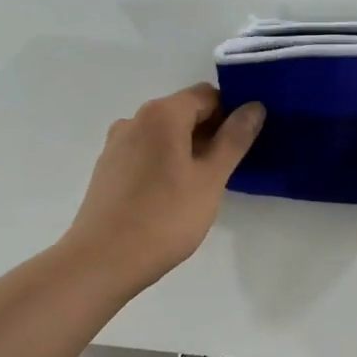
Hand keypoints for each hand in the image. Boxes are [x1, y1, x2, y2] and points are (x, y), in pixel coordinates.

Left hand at [60, 84, 264, 293]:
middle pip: (184, 112)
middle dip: (210, 133)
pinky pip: (145, 153)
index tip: (245, 144)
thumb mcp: (211, 179)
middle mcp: (135, 119)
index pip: (208, 96)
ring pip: (164, 135)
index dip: (232, 114)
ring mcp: (117, 144)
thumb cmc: (165, 218)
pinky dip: (165, 163)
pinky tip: (172, 197)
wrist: (102, 261)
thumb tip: (254, 106)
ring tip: (202, 187)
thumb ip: (234, 139)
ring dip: (188, 150)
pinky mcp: (107, 169)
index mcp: (162, 114)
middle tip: (229, 169)